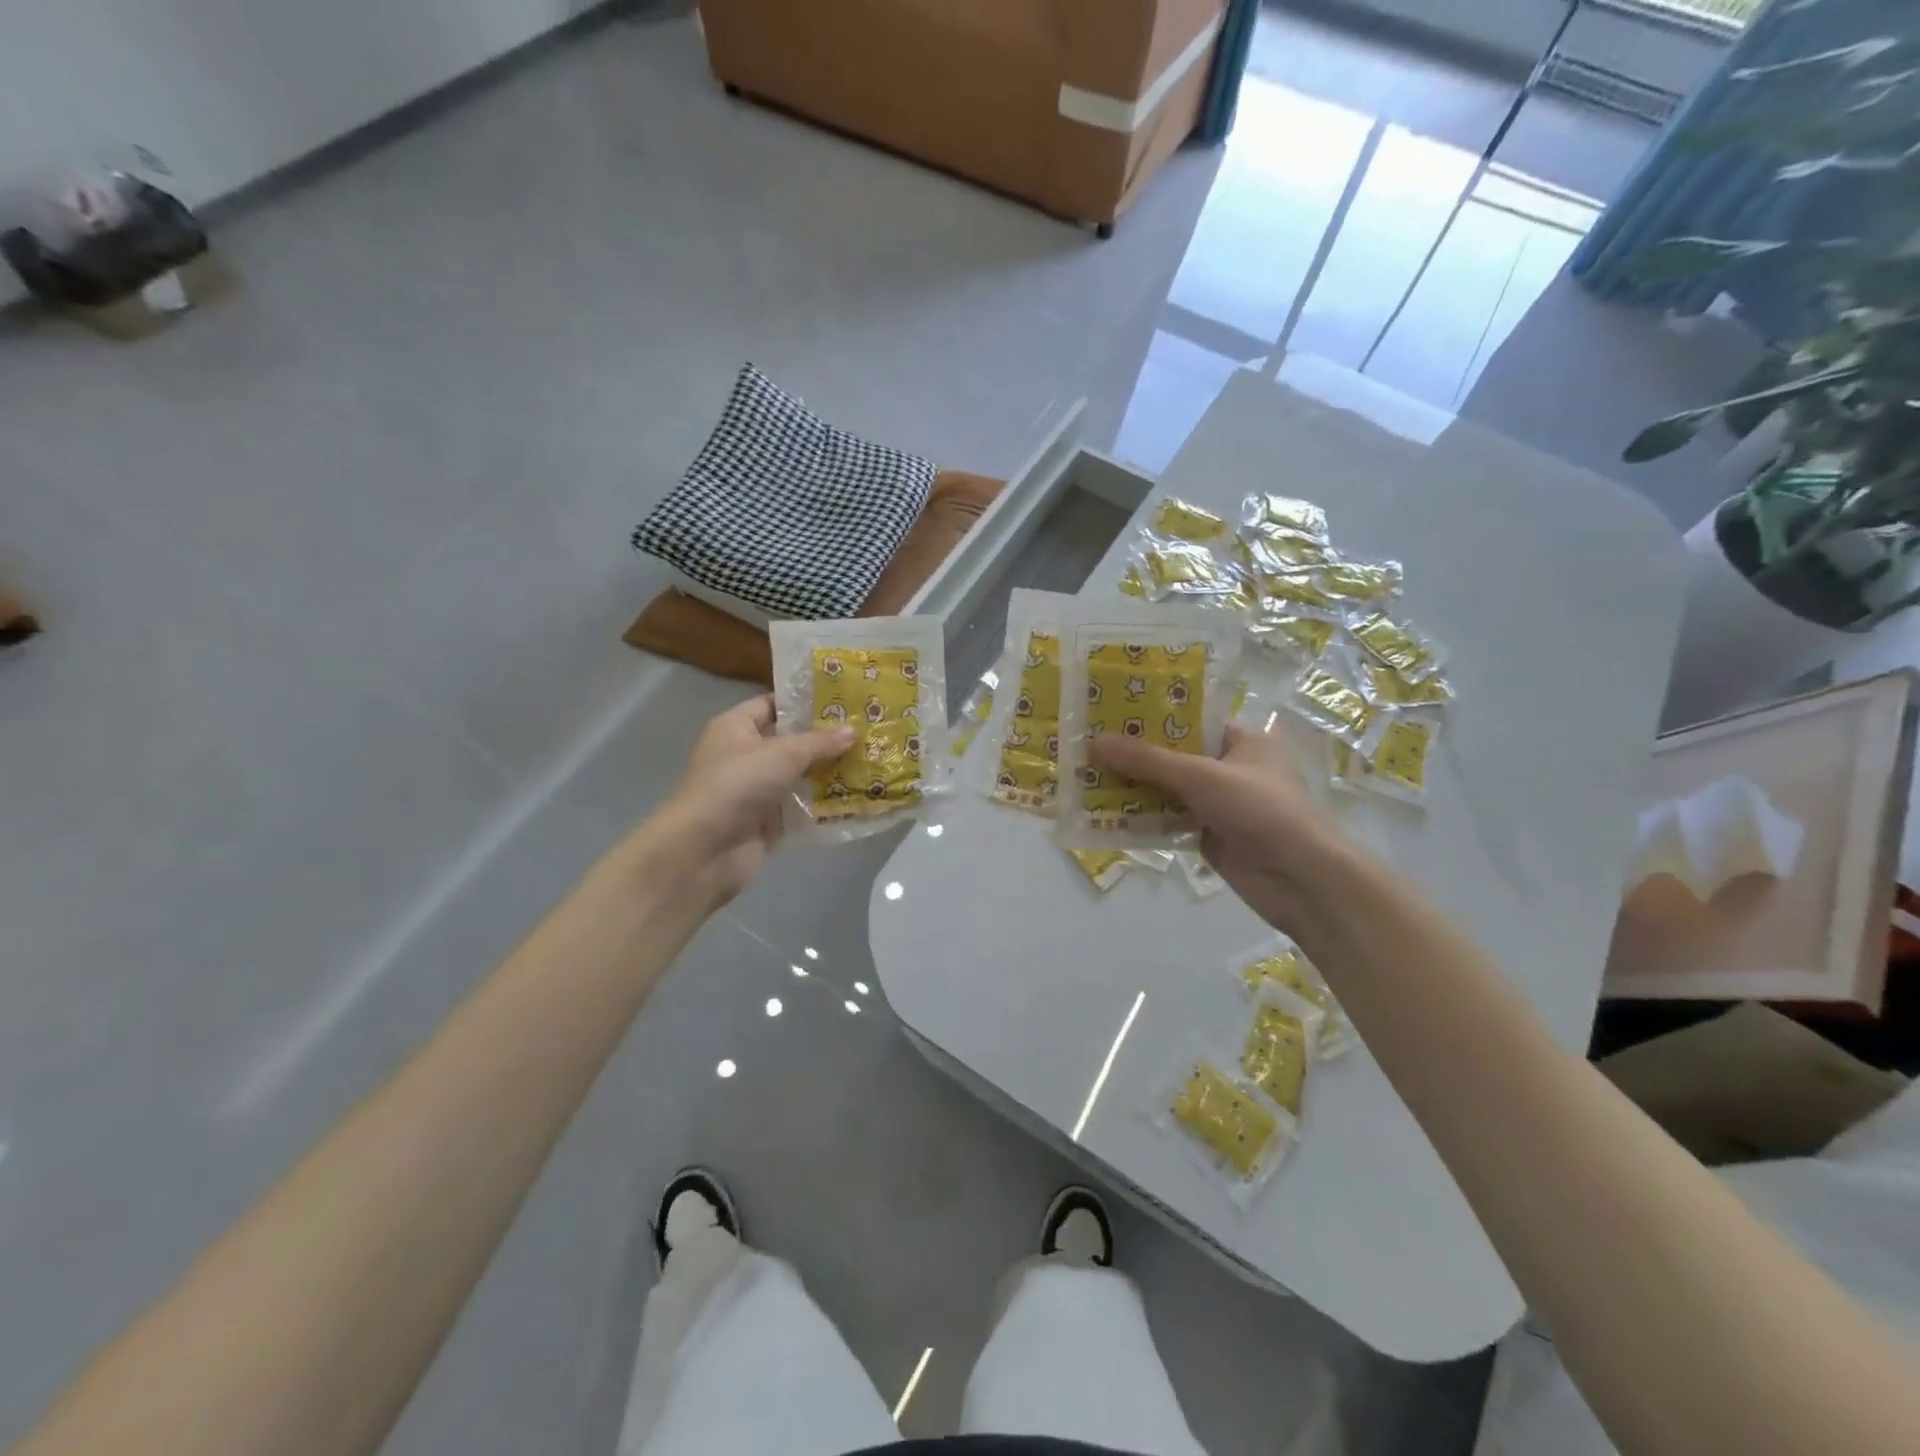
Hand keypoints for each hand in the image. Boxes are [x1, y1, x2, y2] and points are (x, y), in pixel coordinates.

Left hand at [658, 695, 853, 905]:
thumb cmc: (737, 785)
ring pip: (800, 775)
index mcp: (736, 727)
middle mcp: (745, 754)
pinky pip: (802, 806)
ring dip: (830, 771)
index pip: (773, 704)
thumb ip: (820, 742)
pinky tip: (858, 796)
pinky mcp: (768, 820)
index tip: (844, 701)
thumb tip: (853, 730)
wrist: (706, 850)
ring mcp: (757, 789)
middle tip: (867, 730)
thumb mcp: (782, 754)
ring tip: (871, 760)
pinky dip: (824, 803)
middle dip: (826, 739)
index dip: (805, 702)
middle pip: (791, 741)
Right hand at [1093, 723, 1351, 928]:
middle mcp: (1230, 768)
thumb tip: (1095, 741)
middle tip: (1087, 745)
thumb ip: (1148, 761)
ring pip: (1167, 790)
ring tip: (1085, 776)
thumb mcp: (1202, 776)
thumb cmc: (1261, 810)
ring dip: (1133, 788)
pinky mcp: (1209, 835)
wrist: (1302, 879)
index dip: (1150, 717)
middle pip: (1173, 756)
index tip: (1108, 713)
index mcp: (1242, 740)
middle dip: (1133, 755)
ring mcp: (1219, 804)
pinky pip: (1168, 820)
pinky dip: (1143, 817)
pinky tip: (1105, 813)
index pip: (1189, 720)